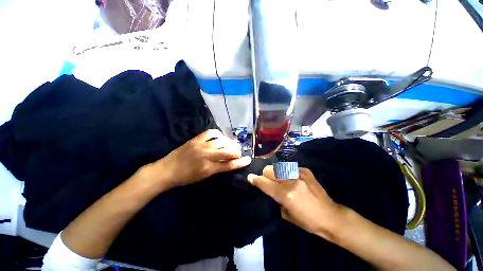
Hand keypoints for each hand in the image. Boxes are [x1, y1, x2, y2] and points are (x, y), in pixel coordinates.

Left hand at [148, 129, 251, 189]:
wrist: (167, 170)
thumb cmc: (186, 177)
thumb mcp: (203, 177)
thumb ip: (217, 169)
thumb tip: (229, 163)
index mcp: (209, 168)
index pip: (229, 165)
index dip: (240, 162)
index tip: (248, 159)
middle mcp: (207, 156)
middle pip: (227, 151)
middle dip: (236, 151)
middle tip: (239, 152)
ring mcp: (201, 146)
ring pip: (221, 142)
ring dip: (229, 143)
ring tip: (232, 144)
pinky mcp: (196, 139)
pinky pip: (210, 133)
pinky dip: (218, 134)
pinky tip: (221, 136)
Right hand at [247, 166, 342, 240]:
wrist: (330, 216)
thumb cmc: (307, 221)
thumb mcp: (285, 214)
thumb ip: (273, 198)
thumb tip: (264, 188)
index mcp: (285, 194)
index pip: (264, 182)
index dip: (255, 180)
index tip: (250, 178)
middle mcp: (291, 180)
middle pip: (268, 170)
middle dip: (265, 175)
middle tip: (267, 181)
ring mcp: (299, 173)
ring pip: (277, 166)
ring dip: (275, 173)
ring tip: (279, 179)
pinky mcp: (305, 170)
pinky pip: (288, 167)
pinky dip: (286, 172)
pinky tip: (292, 179)